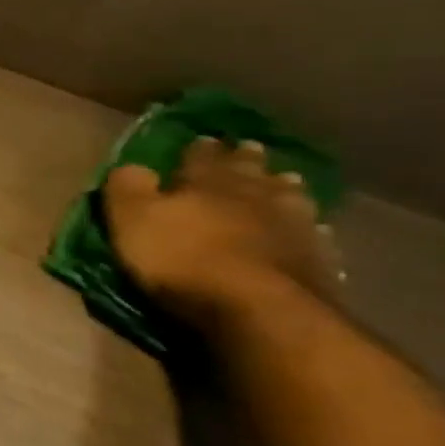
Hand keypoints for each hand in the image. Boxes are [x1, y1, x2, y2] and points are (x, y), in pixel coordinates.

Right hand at [104, 137, 341, 326]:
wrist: (257, 307)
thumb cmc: (181, 258)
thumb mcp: (132, 219)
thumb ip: (128, 188)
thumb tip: (132, 165)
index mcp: (207, 183)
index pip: (200, 157)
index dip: (198, 148)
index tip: (202, 138)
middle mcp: (254, 195)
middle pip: (251, 171)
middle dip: (247, 159)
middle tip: (249, 147)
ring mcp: (292, 225)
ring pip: (289, 196)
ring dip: (284, 187)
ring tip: (284, 181)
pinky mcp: (316, 258)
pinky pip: (312, 232)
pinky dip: (308, 226)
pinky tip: (310, 228)